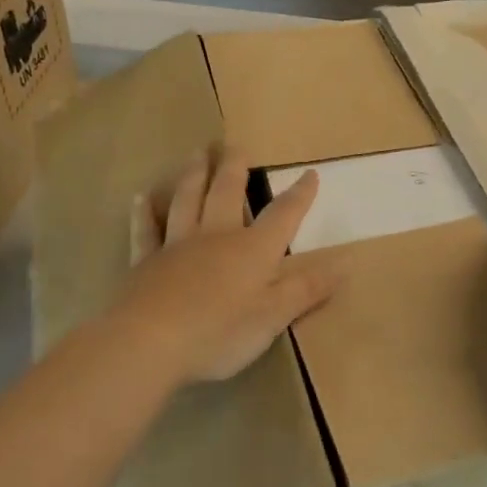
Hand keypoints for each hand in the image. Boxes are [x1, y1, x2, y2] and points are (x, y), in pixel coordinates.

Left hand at [107, 146, 338, 385]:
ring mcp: (177, 246)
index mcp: (252, 250)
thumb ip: (307, 289)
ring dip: (194, 176)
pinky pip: (147, 230)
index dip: (299, 195)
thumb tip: (345, 264)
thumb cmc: (220, 332)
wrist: (149, 342)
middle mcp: (216, 236)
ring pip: (187, 201)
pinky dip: (145, 213)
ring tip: (198, 154)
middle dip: (235, 168)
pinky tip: (141, 198)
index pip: (283, 215)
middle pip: (227, 193)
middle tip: (236, 145)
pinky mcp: (146, 263)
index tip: (309, 173)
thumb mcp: (274, 317)